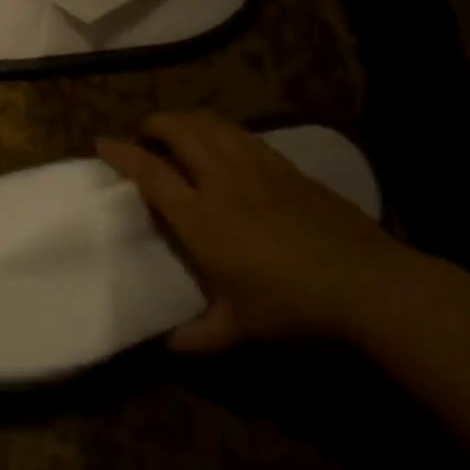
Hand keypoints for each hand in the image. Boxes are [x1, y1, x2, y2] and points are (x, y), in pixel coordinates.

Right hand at [98, 112, 410, 351]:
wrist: (367, 285)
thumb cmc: (291, 307)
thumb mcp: (238, 330)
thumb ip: (198, 338)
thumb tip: (168, 349)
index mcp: (201, 218)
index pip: (151, 174)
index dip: (123, 154)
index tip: (102, 142)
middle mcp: (224, 183)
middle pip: (182, 133)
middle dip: (156, 123)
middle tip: (144, 132)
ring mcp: (260, 170)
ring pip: (215, 127)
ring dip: (189, 120)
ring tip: (178, 128)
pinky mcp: (290, 170)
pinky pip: (247, 136)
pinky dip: (224, 130)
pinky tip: (226, 140)